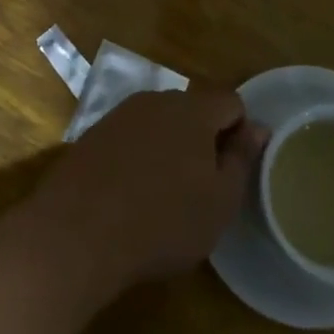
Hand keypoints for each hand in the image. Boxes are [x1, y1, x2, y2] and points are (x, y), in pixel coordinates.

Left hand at [28, 88, 267, 299]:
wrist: (77, 232)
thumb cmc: (163, 220)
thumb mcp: (219, 200)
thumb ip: (241, 158)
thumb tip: (257, 127)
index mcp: (192, 109)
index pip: (231, 101)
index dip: (240, 132)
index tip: (232, 171)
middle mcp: (154, 101)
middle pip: (192, 109)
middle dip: (203, 139)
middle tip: (202, 186)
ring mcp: (118, 116)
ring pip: (158, 123)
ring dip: (169, 148)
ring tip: (165, 193)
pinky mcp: (91, 136)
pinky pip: (129, 138)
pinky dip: (138, 157)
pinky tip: (131, 194)